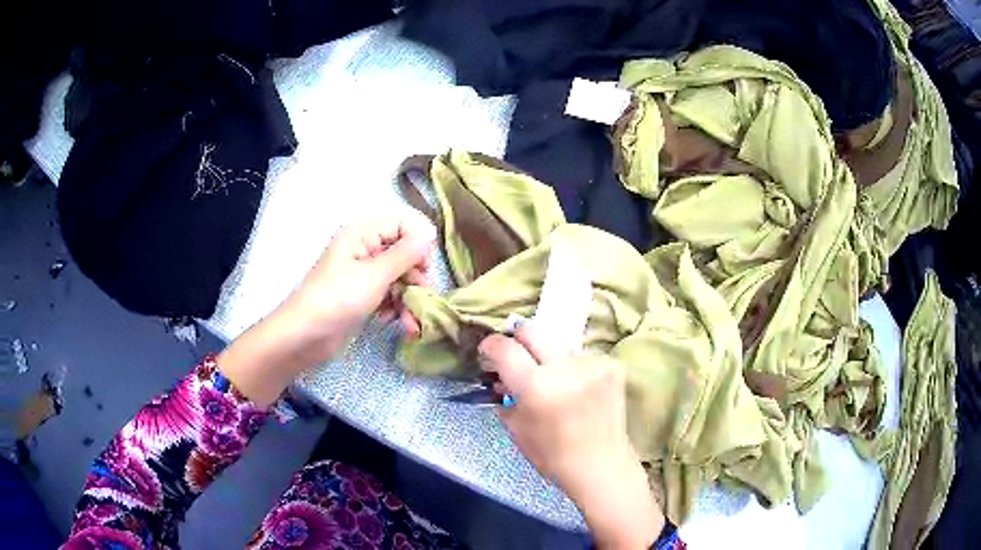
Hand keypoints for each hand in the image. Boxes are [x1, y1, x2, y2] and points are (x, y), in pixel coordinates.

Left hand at [274, 209, 435, 360]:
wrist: (304, 337)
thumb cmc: (336, 300)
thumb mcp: (374, 276)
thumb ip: (405, 254)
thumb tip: (431, 232)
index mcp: (362, 234)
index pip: (403, 223)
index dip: (419, 242)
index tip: (426, 268)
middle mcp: (363, 248)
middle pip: (404, 252)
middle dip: (415, 276)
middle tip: (421, 297)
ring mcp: (362, 273)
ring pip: (399, 276)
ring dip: (408, 297)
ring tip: (410, 320)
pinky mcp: (362, 294)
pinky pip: (388, 293)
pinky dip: (395, 306)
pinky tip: (394, 321)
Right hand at [478, 324, 664, 549]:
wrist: (601, 465)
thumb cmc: (552, 455)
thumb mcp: (516, 428)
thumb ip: (505, 396)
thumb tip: (500, 377)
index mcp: (536, 387)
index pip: (506, 348)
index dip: (491, 345)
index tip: (488, 350)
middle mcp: (565, 368)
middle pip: (533, 330)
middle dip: (519, 339)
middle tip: (517, 355)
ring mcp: (592, 364)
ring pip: (560, 346)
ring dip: (550, 358)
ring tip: (553, 381)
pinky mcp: (612, 366)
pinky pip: (582, 357)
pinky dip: (574, 368)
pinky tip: (577, 388)